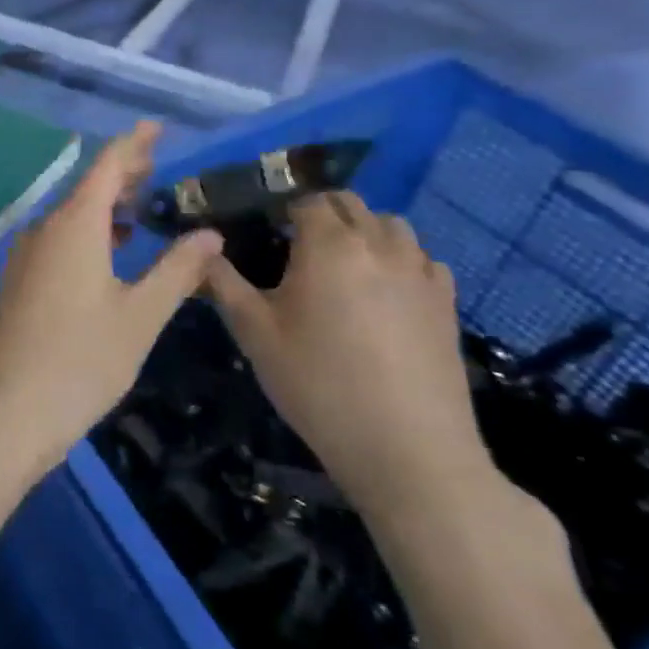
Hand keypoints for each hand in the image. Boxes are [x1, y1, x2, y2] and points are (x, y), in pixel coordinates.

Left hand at [0, 123, 223, 486]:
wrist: (0, 413)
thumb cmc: (78, 361)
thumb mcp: (139, 317)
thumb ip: (176, 271)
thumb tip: (209, 233)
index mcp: (74, 225)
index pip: (106, 166)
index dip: (133, 144)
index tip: (156, 128)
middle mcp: (44, 231)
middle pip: (86, 189)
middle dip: (122, 176)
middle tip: (159, 172)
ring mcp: (25, 259)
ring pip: (70, 218)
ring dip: (105, 209)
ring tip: (142, 213)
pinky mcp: (18, 285)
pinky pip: (58, 243)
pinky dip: (88, 235)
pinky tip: (108, 258)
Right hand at [204, 191, 496, 526]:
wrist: (407, 448)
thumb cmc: (318, 384)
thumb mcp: (254, 334)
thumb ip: (223, 283)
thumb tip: (201, 250)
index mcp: (329, 245)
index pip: (305, 199)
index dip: (280, 209)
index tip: (261, 232)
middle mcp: (379, 244)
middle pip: (349, 204)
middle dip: (319, 213)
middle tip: (293, 248)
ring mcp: (420, 271)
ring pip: (390, 225)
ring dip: (361, 231)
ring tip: (340, 267)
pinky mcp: (446, 301)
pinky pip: (420, 258)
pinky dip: (398, 259)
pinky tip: (382, 293)